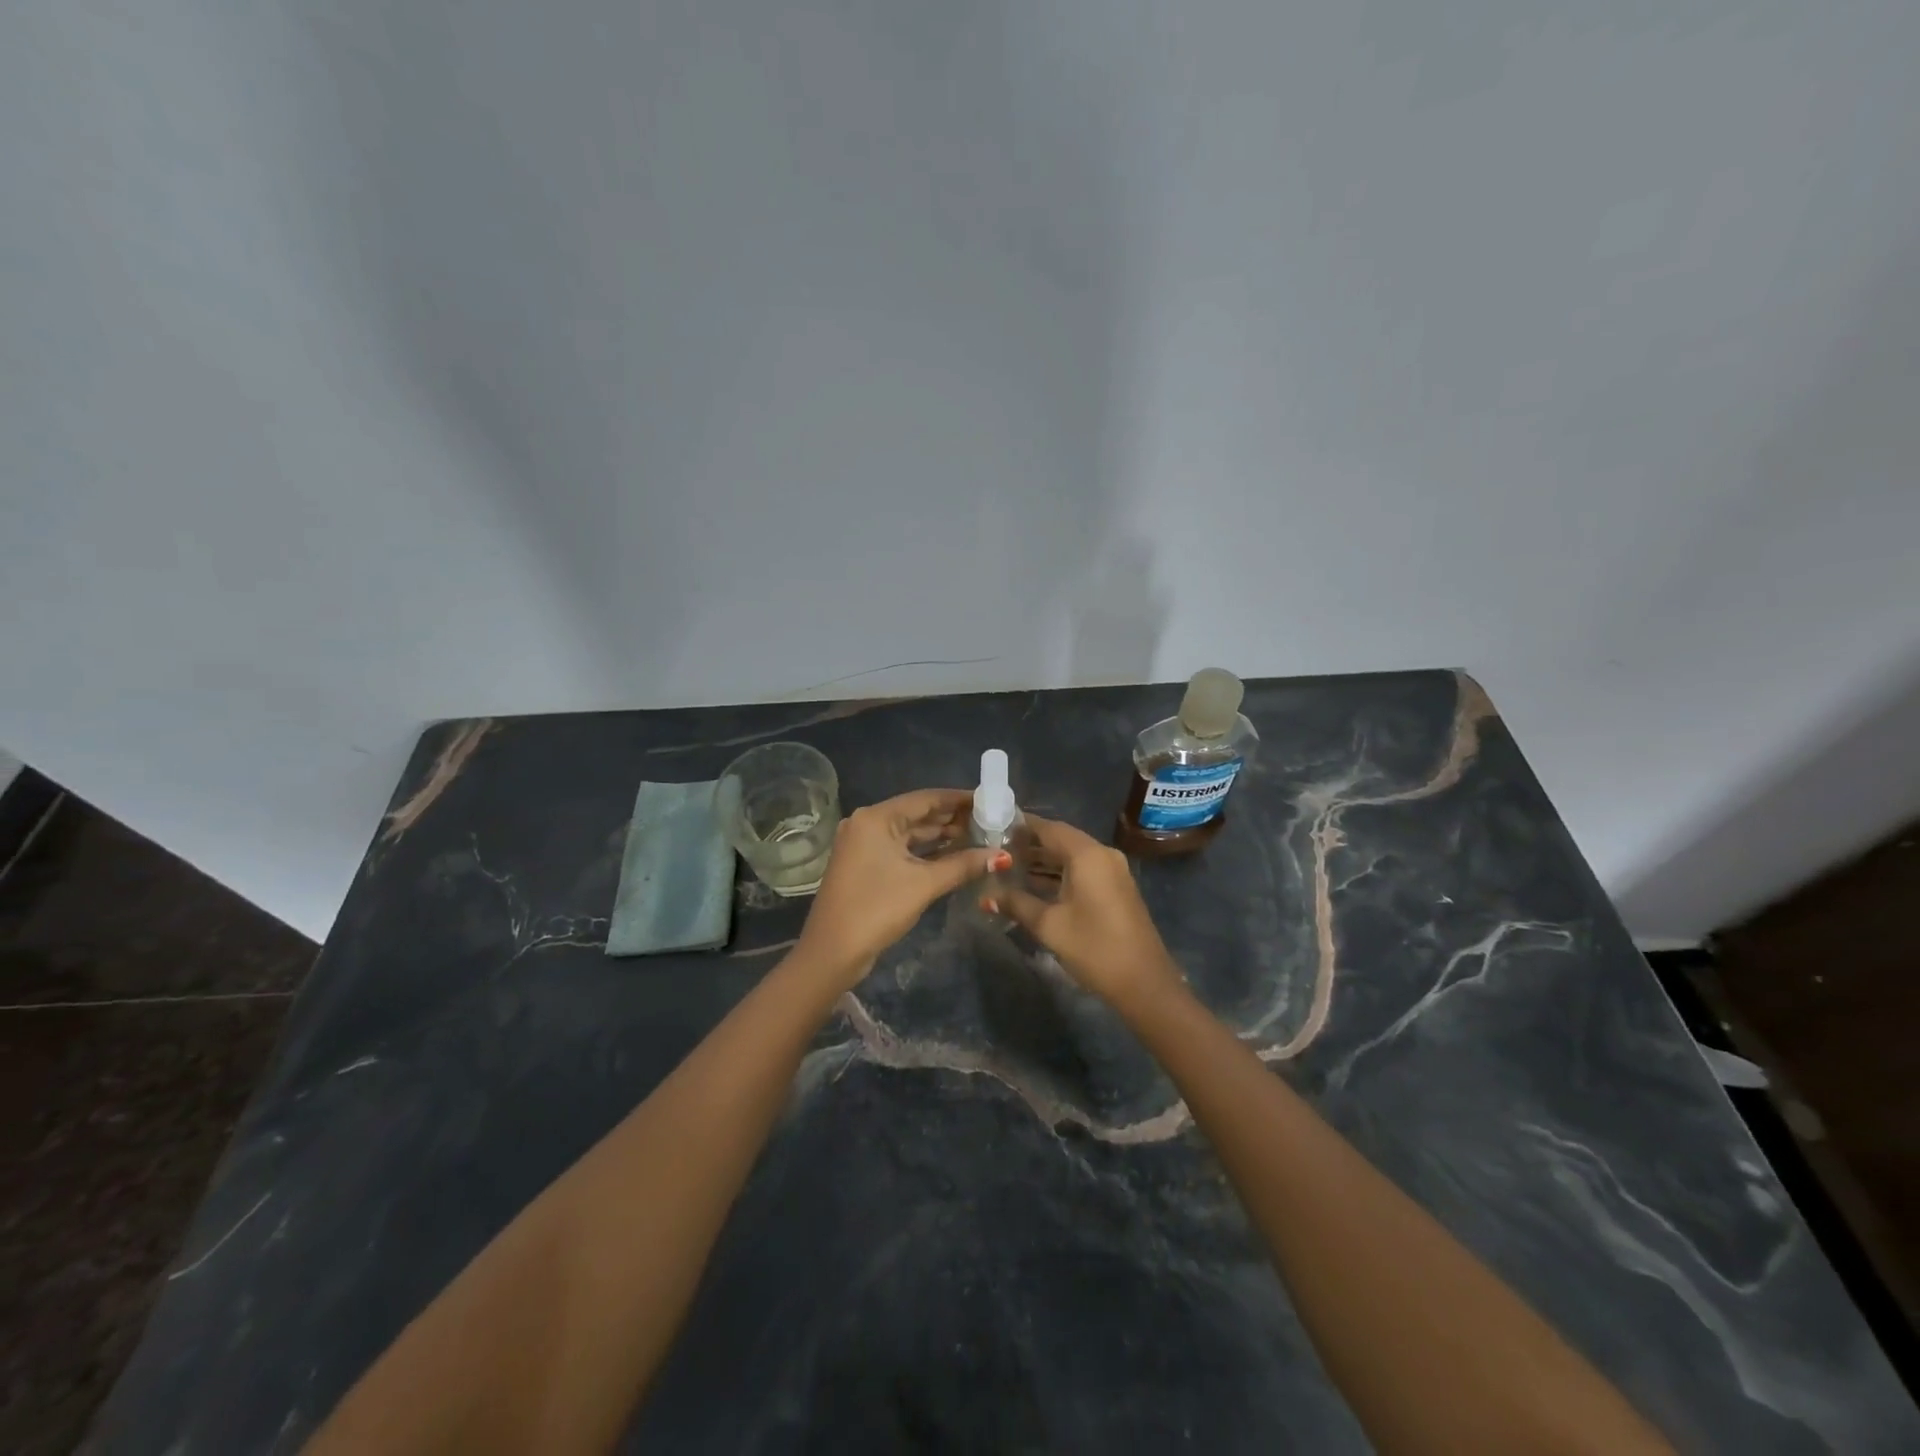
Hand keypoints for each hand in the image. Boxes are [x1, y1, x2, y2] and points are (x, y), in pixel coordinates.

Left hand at [796, 789, 997, 988]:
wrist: (832, 953)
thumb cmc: (876, 909)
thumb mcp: (923, 884)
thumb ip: (963, 865)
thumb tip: (1001, 856)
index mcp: (876, 818)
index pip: (925, 798)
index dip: (958, 799)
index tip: (988, 800)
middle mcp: (867, 823)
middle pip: (917, 814)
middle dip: (952, 818)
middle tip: (989, 820)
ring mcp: (863, 845)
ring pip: (909, 833)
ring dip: (940, 836)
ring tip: (978, 837)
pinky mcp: (864, 864)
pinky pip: (900, 849)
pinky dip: (925, 852)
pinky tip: (953, 855)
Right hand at [991, 815, 1184, 1013]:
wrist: (1143, 983)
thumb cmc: (1093, 947)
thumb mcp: (1049, 925)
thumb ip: (1016, 904)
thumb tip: (985, 896)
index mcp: (1087, 855)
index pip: (1049, 828)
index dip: (1022, 827)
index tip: (995, 827)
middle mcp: (1103, 854)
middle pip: (1061, 840)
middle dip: (1030, 844)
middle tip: (997, 849)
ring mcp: (1113, 871)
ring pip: (1073, 856)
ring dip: (1045, 861)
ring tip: (1010, 866)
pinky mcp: (1116, 888)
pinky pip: (1083, 870)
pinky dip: (1060, 873)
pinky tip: (1035, 885)